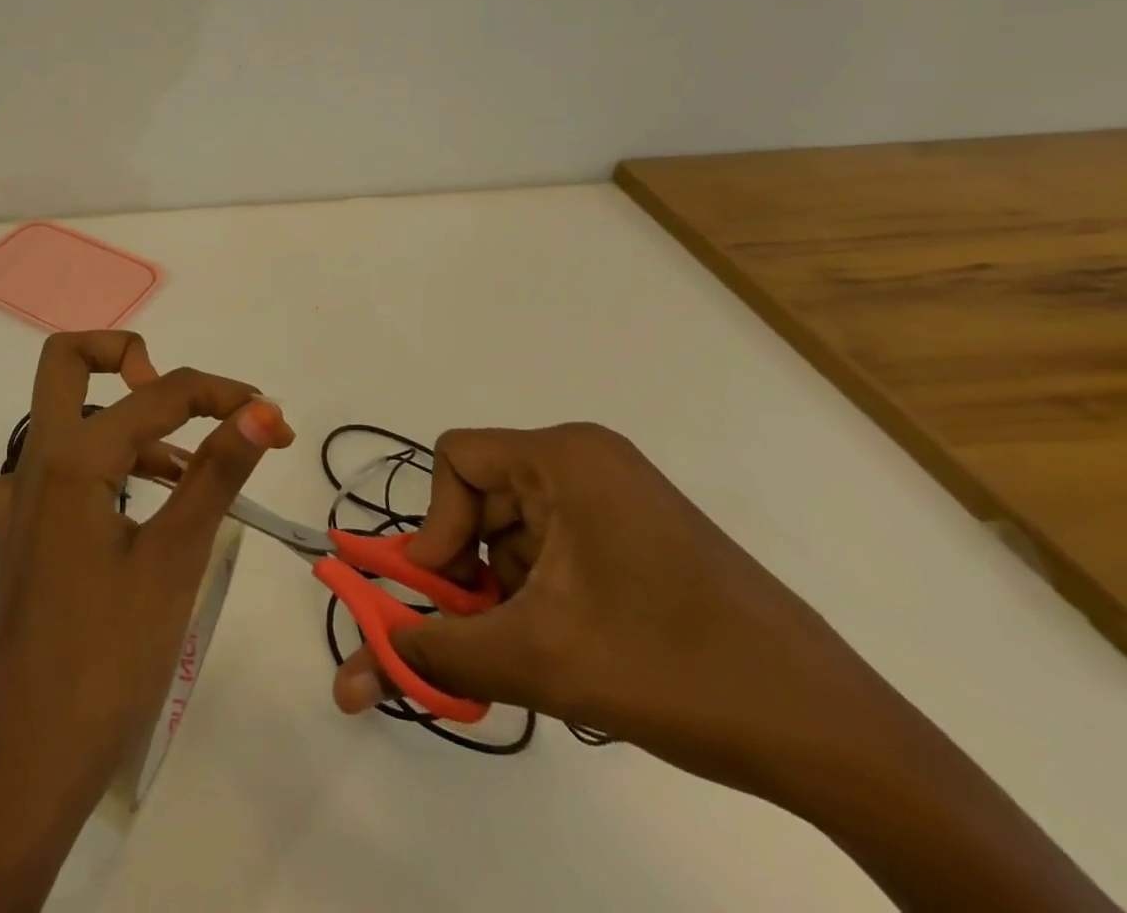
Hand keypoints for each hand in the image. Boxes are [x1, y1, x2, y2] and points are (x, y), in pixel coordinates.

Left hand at [0, 332, 291, 912]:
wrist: (26, 768)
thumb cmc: (105, 659)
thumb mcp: (173, 560)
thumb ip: (216, 474)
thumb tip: (262, 409)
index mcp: (70, 458)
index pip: (157, 395)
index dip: (221, 395)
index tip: (271, 419)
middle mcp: (35, 464)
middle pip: (66, 364)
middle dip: (124, 356)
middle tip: (177, 397)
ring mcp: (20, 502)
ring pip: (65, 420)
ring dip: (123, 419)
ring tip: (185, 467)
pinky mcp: (23, 538)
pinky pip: (56, 473)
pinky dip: (102, 465)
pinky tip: (136, 505)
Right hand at [332, 422, 891, 795]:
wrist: (833, 737)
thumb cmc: (674, 670)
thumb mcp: (537, 661)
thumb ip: (437, 655)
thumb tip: (359, 671)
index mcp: (565, 457)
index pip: (456, 458)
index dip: (438, 523)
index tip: (452, 593)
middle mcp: (588, 460)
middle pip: (485, 496)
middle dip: (473, 568)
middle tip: (486, 635)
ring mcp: (620, 496)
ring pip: (518, 529)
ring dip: (508, 589)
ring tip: (544, 653)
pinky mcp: (641, 534)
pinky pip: (558, 547)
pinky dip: (545, 595)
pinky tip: (576, 648)